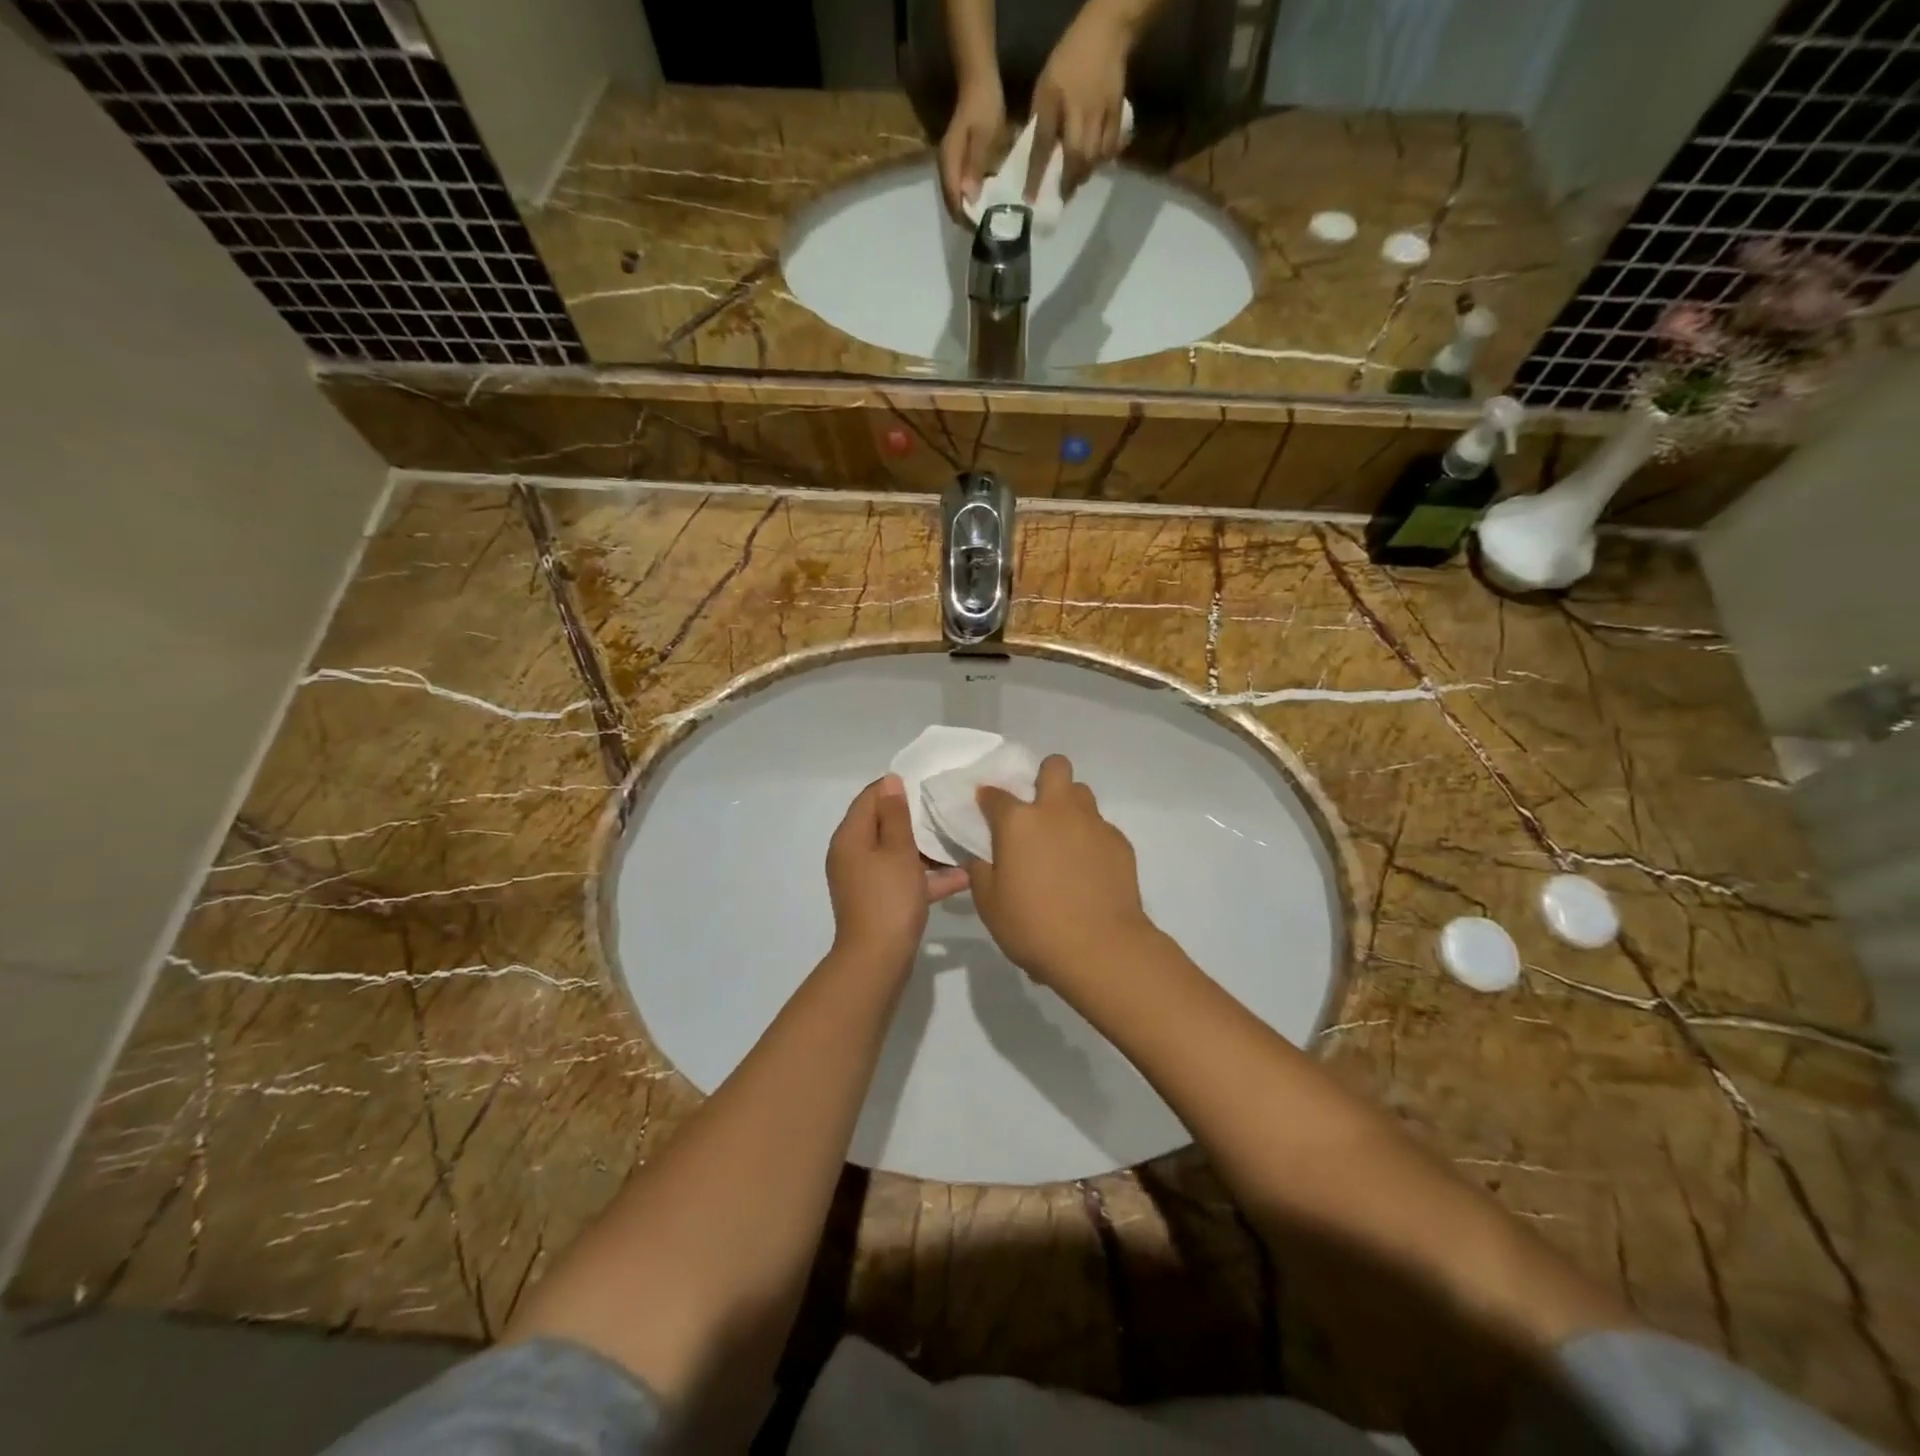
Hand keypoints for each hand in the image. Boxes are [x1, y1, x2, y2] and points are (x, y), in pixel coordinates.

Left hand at [826, 775, 969, 970]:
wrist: (877, 960)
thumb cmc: (888, 898)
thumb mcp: (898, 850)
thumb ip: (895, 815)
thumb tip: (890, 782)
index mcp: (850, 837)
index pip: (870, 797)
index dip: (896, 787)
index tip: (928, 782)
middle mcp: (852, 854)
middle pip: (883, 824)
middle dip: (915, 817)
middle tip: (947, 807)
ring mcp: (865, 879)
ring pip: (896, 852)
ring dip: (925, 848)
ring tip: (958, 837)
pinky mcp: (879, 900)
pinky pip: (902, 878)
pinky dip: (926, 876)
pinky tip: (961, 876)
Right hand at [939, 75, 1005, 223]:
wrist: (977, 80)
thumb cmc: (984, 106)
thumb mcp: (985, 136)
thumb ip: (976, 167)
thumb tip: (970, 198)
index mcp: (950, 163)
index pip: (954, 202)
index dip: (967, 219)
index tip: (984, 230)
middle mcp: (945, 168)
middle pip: (953, 204)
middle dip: (968, 219)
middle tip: (989, 228)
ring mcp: (949, 165)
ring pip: (956, 198)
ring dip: (970, 210)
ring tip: (989, 218)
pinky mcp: (956, 161)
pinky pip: (961, 188)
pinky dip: (971, 198)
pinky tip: (985, 200)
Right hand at [967, 755, 1157, 992]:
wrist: (1101, 949)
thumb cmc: (1034, 926)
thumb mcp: (989, 904)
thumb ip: (981, 870)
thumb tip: (982, 854)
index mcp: (1019, 821)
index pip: (995, 794)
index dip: (987, 799)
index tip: (986, 812)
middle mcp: (1057, 811)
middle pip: (1055, 767)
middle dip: (1044, 777)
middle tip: (1036, 809)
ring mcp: (1093, 824)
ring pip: (1082, 793)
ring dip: (1069, 805)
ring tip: (1063, 838)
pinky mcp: (1120, 842)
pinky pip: (1101, 826)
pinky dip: (1090, 838)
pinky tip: (1087, 868)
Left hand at [1027, 6, 1132, 201]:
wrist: (1106, 32)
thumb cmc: (1069, 59)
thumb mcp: (1045, 84)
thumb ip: (1040, 116)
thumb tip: (1036, 150)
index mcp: (1054, 100)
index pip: (1042, 144)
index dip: (1035, 174)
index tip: (1030, 198)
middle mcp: (1077, 110)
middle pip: (1074, 156)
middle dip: (1068, 181)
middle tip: (1062, 196)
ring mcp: (1100, 112)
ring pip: (1094, 155)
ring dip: (1084, 173)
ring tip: (1078, 181)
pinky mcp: (1117, 112)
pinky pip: (1111, 145)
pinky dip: (1103, 159)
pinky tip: (1097, 162)